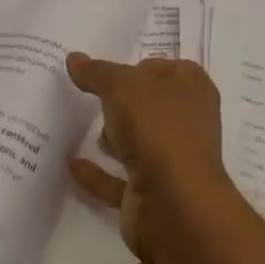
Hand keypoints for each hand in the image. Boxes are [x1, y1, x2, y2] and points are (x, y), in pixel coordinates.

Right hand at [66, 53, 226, 261]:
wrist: (175, 205)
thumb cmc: (157, 127)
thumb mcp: (121, 85)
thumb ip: (97, 72)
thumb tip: (74, 59)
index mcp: (192, 89)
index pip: (166, 68)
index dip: (140, 66)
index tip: (111, 66)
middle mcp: (186, 123)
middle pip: (151, 105)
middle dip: (124, 101)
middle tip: (92, 94)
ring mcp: (171, 162)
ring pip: (138, 142)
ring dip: (113, 137)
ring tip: (84, 125)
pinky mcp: (152, 195)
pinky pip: (118, 180)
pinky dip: (97, 173)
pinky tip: (72, 164)